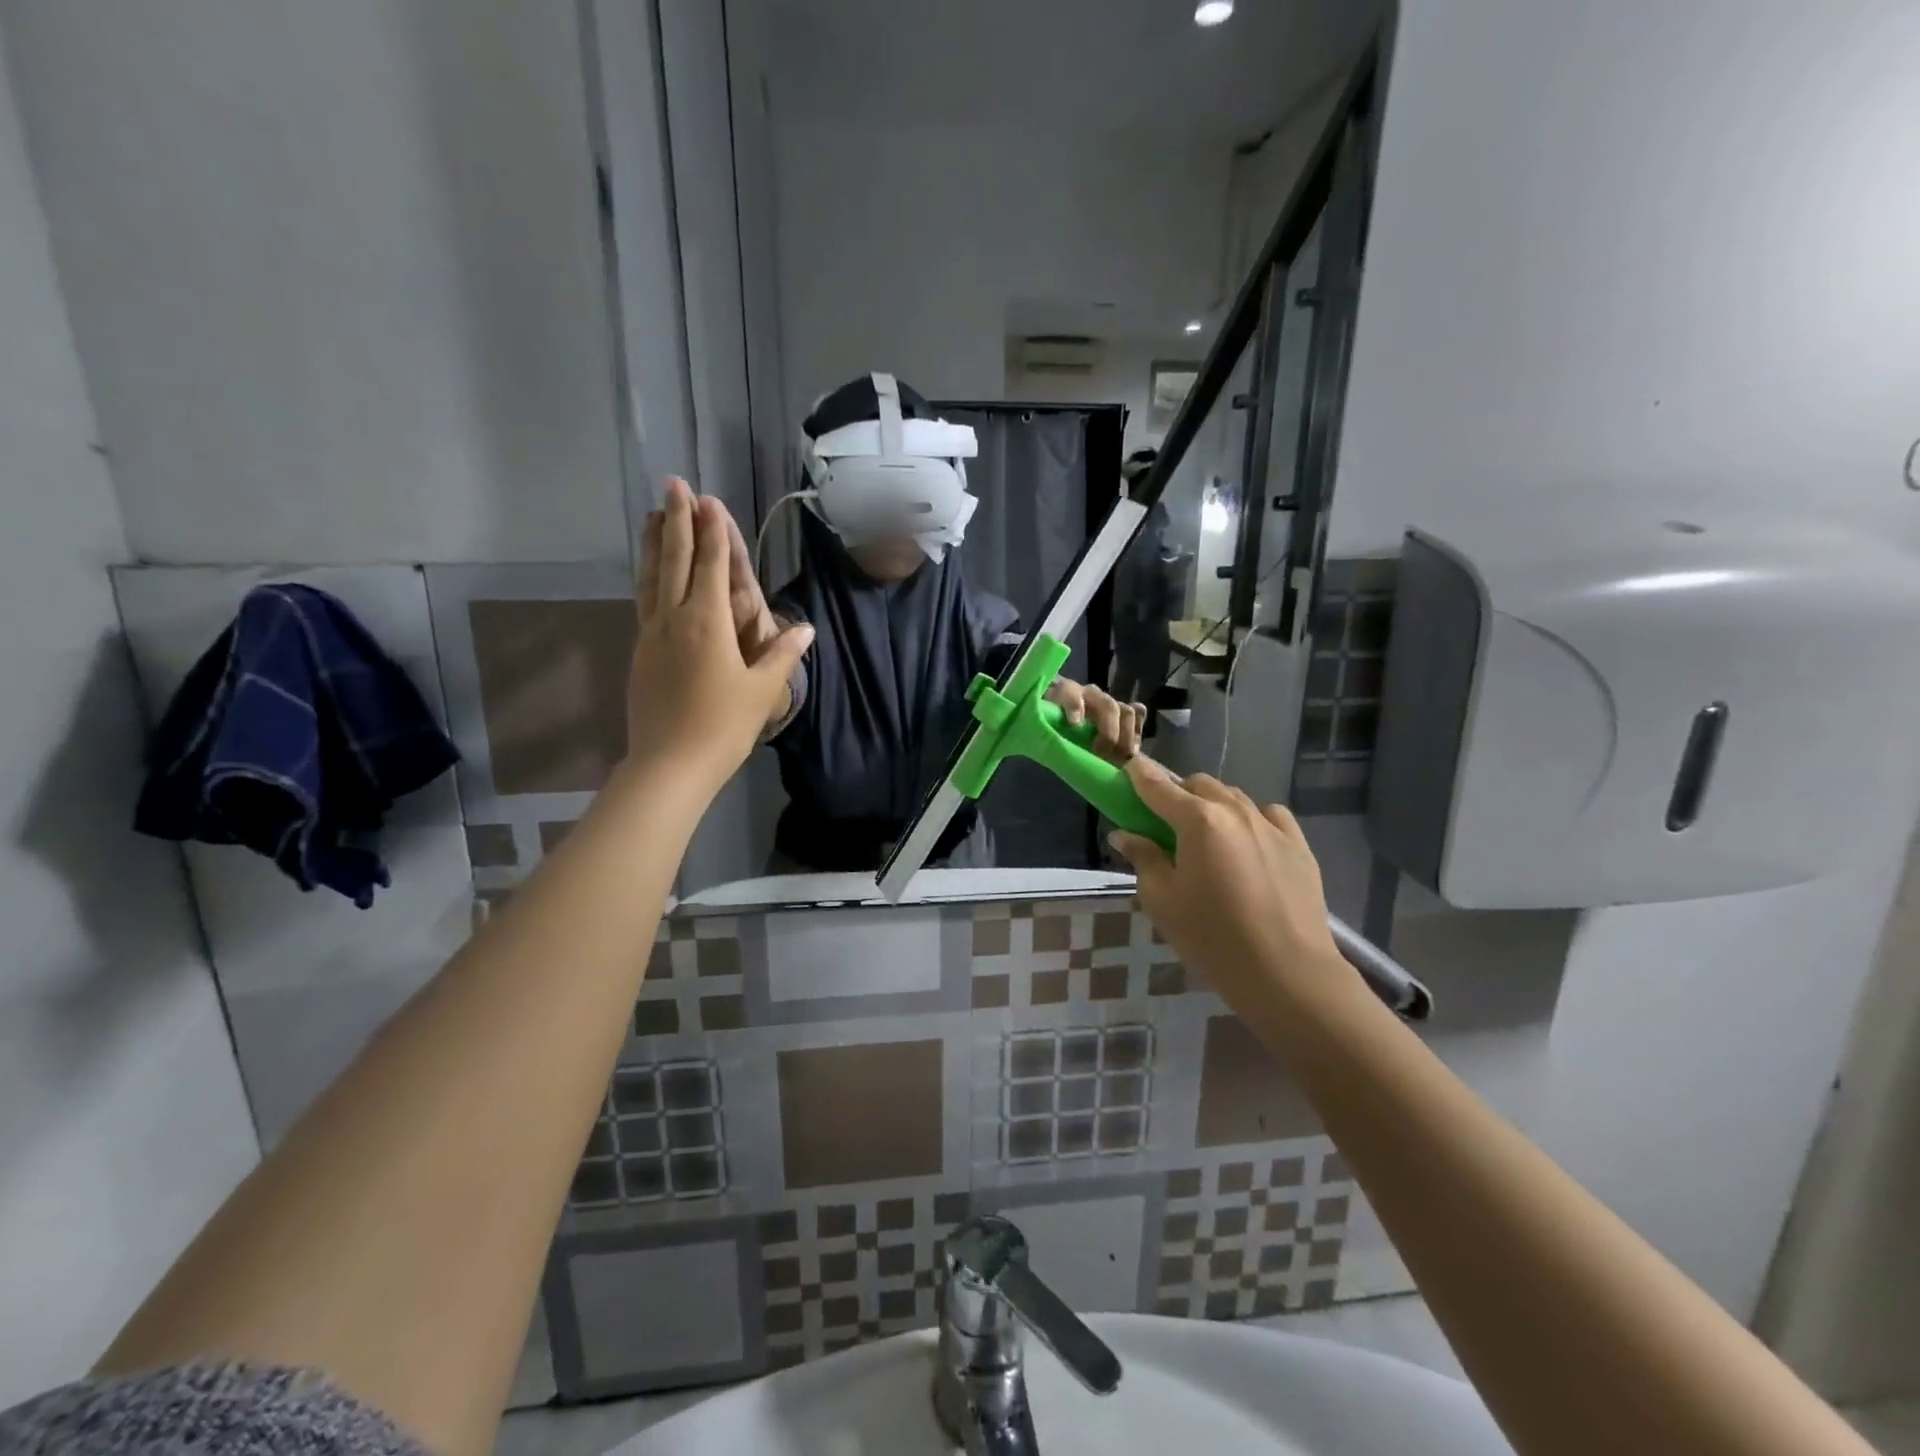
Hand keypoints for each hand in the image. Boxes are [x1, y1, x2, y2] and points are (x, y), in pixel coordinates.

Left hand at [628, 480, 812, 790]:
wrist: (670, 763)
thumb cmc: (723, 726)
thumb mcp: (763, 690)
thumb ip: (783, 654)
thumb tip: (807, 628)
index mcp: (707, 622)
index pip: (711, 565)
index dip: (711, 531)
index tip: (709, 499)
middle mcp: (674, 618)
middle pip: (675, 559)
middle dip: (678, 520)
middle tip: (674, 484)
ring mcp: (651, 633)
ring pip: (651, 576)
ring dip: (655, 542)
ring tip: (654, 513)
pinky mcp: (640, 651)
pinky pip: (643, 600)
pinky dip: (647, 575)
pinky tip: (649, 571)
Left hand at [1046, 679, 1144, 761]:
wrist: (1060, 722)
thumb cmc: (1047, 726)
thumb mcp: (1041, 729)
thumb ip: (1044, 733)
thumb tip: (1047, 747)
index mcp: (1064, 693)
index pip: (1069, 691)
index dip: (1074, 704)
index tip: (1074, 724)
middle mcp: (1090, 694)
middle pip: (1107, 705)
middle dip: (1108, 731)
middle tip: (1103, 753)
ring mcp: (1108, 702)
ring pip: (1126, 711)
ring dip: (1127, 736)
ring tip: (1122, 758)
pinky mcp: (1122, 713)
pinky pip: (1138, 715)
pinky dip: (1138, 731)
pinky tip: (1134, 750)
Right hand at [1107, 756, 1342, 1015]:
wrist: (1287, 972)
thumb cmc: (1212, 937)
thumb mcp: (1162, 900)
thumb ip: (1143, 859)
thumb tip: (1126, 835)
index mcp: (1197, 820)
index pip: (1158, 786)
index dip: (1138, 775)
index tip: (1127, 771)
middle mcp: (1234, 810)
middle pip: (1198, 784)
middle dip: (1178, 794)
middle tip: (1166, 824)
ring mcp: (1271, 824)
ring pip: (1233, 797)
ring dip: (1213, 806)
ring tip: (1208, 839)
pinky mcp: (1298, 843)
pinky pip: (1268, 815)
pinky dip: (1250, 819)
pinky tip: (1247, 845)